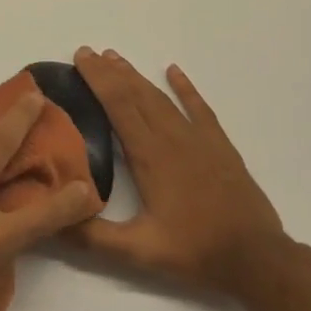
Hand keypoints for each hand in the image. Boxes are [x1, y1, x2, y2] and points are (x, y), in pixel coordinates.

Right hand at [66, 48, 285, 297]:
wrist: (257, 258)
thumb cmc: (195, 251)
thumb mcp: (139, 251)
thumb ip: (94, 236)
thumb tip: (53, 222)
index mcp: (150, 156)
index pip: (118, 105)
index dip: (98, 79)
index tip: (81, 57)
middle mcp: (172, 138)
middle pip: (136, 94)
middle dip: (110, 71)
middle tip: (88, 52)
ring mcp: (199, 139)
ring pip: (162, 98)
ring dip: (137, 77)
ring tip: (116, 58)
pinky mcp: (220, 146)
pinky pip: (199, 108)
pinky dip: (185, 88)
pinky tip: (174, 71)